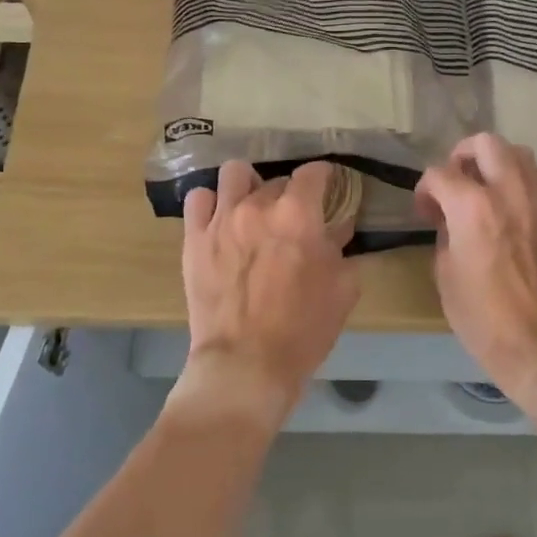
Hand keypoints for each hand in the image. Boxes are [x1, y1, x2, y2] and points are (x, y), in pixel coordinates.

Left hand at [176, 160, 359, 429]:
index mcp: (298, 214)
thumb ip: (341, 248)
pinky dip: (211, 203)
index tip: (327, 187)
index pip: (314, 172)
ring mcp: (221, 219)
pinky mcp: (193, 238)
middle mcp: (258, 205)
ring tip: (252, 207)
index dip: (324, 177)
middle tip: (292, 219)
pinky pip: (198, 198)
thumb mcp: (342, 289)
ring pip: (234, 173)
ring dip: (247, 185)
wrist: (246, 364)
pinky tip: (220, 219)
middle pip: (276, 179)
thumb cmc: (303, 330)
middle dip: (289, 194)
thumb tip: (337, 227)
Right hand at [415, 134, 536, 400]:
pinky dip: (531, 180)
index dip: (426, 189)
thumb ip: (446, 236)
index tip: (426, 211)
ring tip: (490, 187)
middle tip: (456, 180)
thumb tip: (451, 223)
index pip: (440, 174)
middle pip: (486, 144)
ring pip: (522, 154)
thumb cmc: (483, 318)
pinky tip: (521, 200)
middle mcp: (508, 193)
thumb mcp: (445, 276)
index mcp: (471, 208)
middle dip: (464, 155)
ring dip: (499, 163)